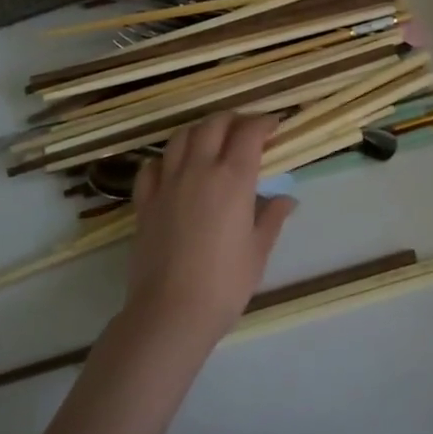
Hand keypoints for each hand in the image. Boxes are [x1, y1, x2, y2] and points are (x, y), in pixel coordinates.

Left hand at [124, 113, 295, 348]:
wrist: (169, 314)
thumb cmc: (224, 284)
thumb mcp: (258, 250)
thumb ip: (273, 217)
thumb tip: (287, 199)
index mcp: (233, 178)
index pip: (250, 132)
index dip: (264, 122)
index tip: (275, 125)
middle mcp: (199, 170)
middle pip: (214, 124)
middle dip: (233, 119)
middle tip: (246, 129)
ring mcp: (168, 184)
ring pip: (181, 136)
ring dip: (200, 130)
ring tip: (211, 140)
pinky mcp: (145, 203)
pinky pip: (152, 166)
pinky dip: (166, 158)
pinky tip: (174, 167)